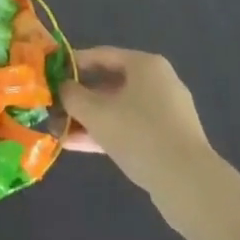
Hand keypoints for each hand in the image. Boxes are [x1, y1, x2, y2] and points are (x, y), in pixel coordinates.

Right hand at [59, 47, 214, 195]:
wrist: (188, 183)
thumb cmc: (139, 134)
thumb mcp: (96, 113)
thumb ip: (73, 96)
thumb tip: (61, 87)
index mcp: (145, 65)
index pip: (102, 55)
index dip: (73, 64)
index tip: (50, 74)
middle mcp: (158, 82)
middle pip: (110, 83)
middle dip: (79, 98)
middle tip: (53, 107)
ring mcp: (166, 113)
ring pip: (118, 109)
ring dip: (88, 119)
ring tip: (58, 130)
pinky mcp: (168, 140)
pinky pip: (130, 129)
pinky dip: (106, 133)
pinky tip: (77, 146)